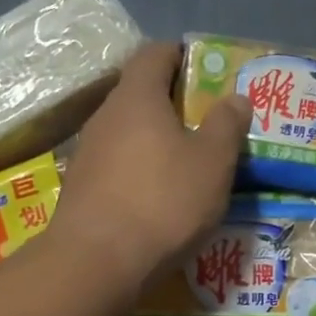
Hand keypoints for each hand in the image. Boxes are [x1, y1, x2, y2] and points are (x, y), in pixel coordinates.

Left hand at [52, 42, 250, 295]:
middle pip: (139, 93)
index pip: (155, 53)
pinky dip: (138, 168)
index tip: (205, 69)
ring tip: (186, 161)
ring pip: (127, 131)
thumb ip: (226, 125)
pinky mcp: (80, 187)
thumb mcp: (212, 162)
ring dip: (154, 138)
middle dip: (172, 101)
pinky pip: (115, 163)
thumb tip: (235, 97)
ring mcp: (87, 152)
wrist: (96, 262)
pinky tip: (157, 195)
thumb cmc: (162, 201)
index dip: (180, 55)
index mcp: (137, 97)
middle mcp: (105, 116)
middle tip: (205, 120)